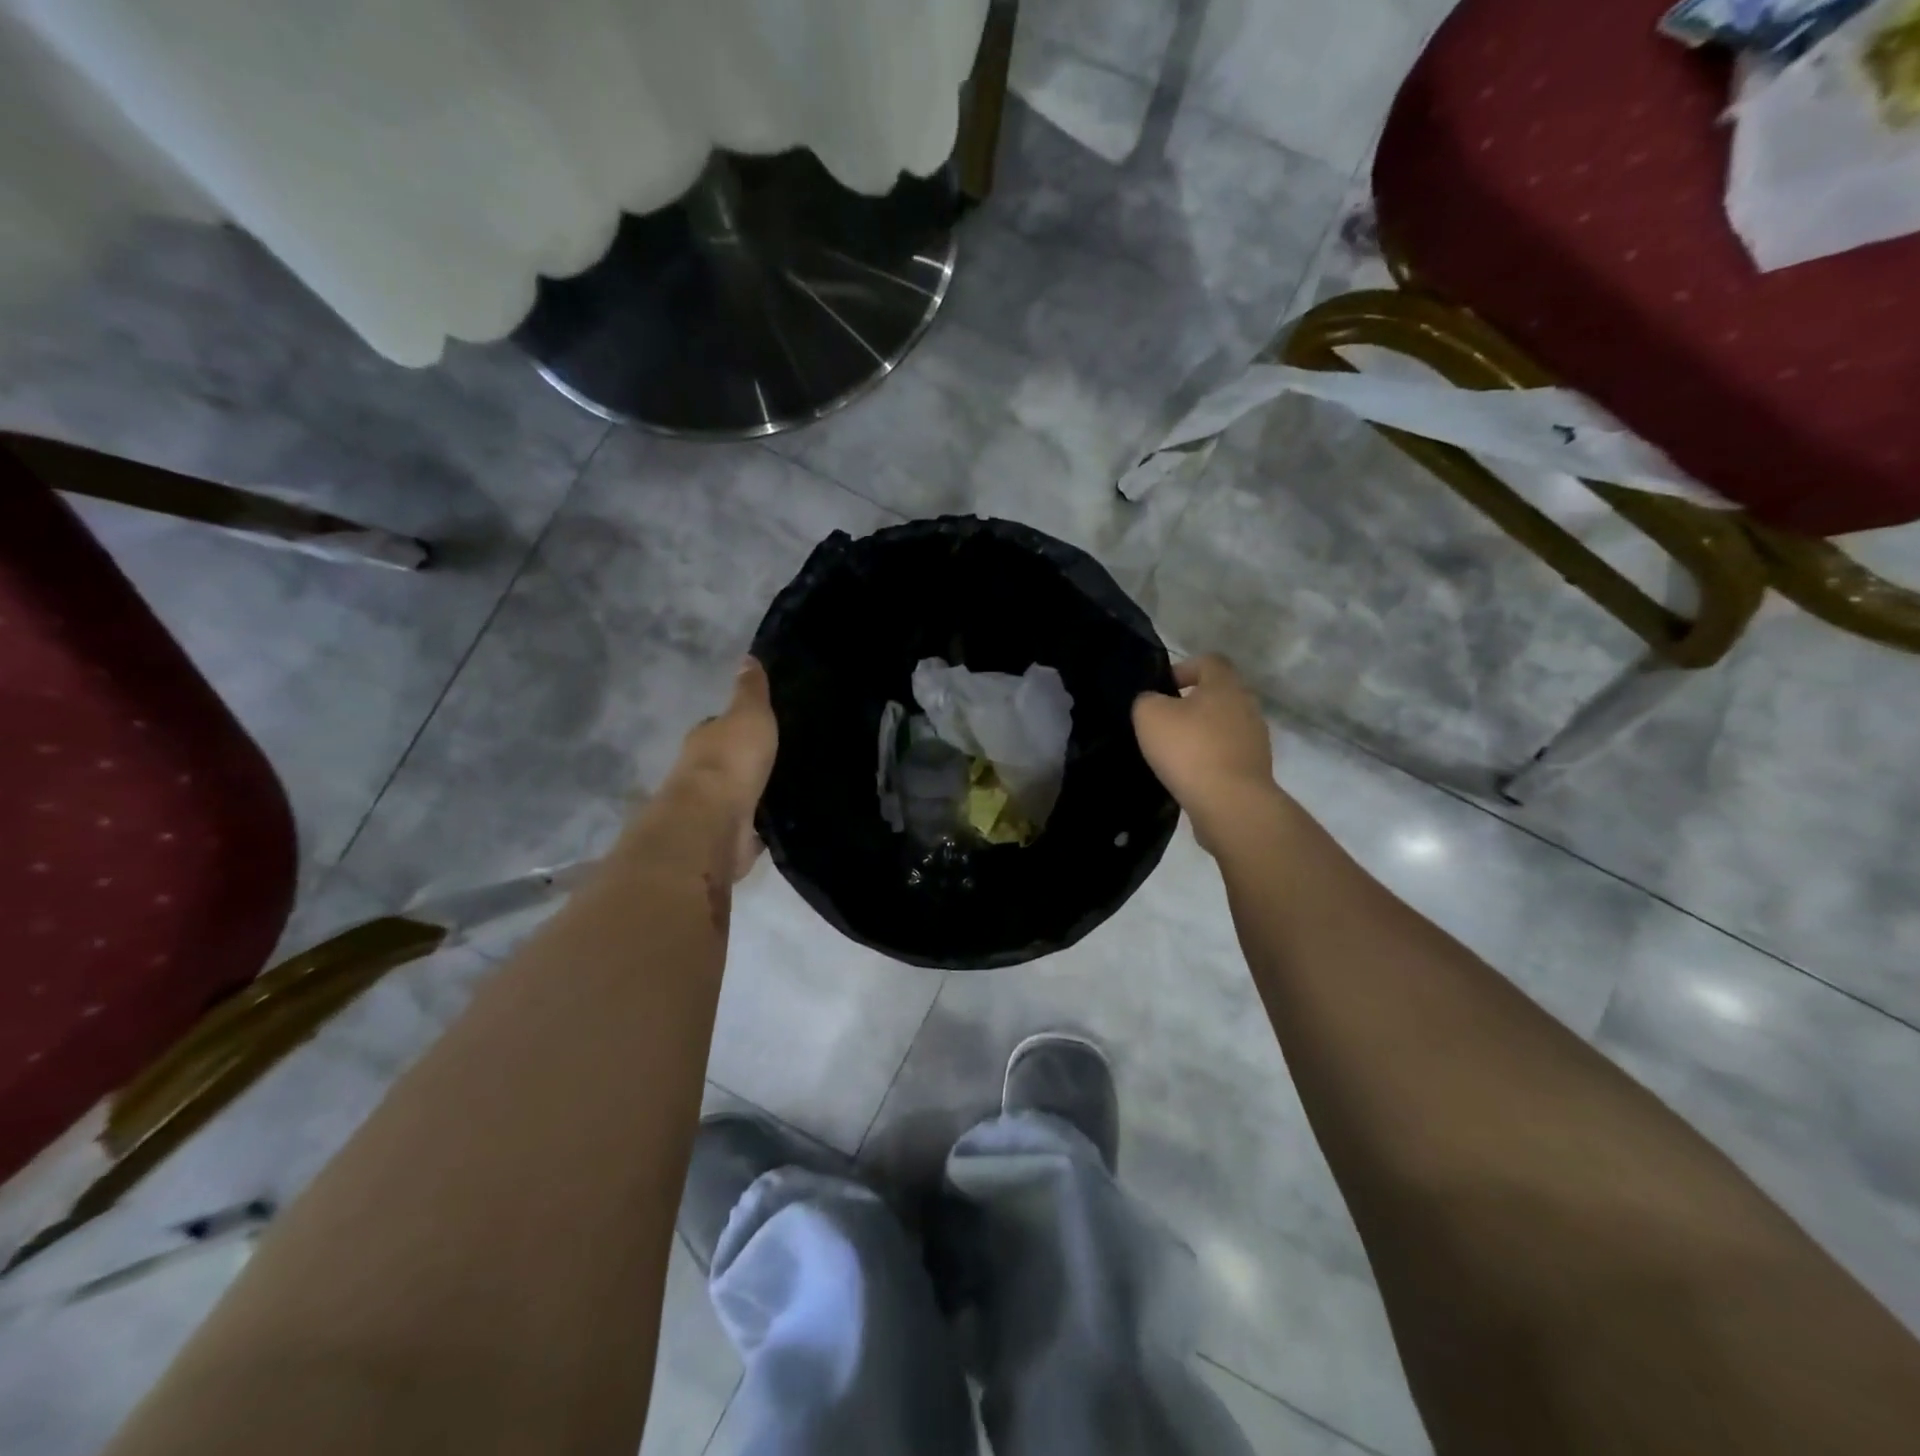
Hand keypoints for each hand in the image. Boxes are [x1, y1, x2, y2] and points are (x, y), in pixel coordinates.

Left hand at [660, 658, 778, 880]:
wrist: (714, 823)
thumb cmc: (730, 760)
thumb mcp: (749, 714)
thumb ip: (750, 691)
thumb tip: (747, 658)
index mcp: (704, 739)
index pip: (718, 727)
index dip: (735, 726)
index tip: (758, 726)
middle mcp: (701, 774)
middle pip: (725, 763)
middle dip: (745, 762)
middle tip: (778, 759)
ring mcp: (712, 809)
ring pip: (737, 796)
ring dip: (752, 795)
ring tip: (786, 789)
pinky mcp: (726, 839)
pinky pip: (749, 828)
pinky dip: (760, 827)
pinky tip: (782, 822)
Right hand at [1132, 654, 1279, 848]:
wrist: (1230, 803)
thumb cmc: (1189, 749)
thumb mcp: (1150, 716)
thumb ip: (1146, 700)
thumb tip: (1152, 702)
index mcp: (1225, 685)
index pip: (1209, 661)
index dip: (1184, 668)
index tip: (1162, 688)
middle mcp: (1247, 706)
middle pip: (1217, 695)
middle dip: (1191, 704)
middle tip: (1163, 721)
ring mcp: (1255, 739)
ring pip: (1223, 726)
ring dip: (1201, 734)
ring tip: (1173, 752)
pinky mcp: (1255, 769)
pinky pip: (1227, 754)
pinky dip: (1209, 759)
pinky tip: (1188, 774)